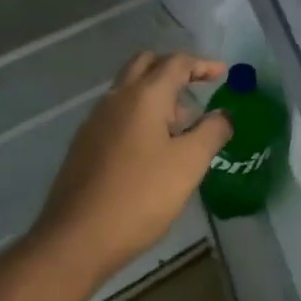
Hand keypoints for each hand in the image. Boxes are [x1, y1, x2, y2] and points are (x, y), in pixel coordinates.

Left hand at [29, 51, 233, 286]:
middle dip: (174, 69)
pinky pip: (118, 113)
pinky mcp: (85, 144)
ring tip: (183, 124)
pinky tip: (154, 146)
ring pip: (129, 89)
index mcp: (143, 96)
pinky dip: (141, 114)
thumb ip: (212, 132)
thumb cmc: (140, 196)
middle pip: (146, 64)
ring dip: (157, 93)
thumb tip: (224, 114)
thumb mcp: (189, 164)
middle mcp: (115, 98)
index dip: (203, 64)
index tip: (223, 73)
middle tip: (198, 87)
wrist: (77, 238)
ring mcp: (95, 121)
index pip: (176, 63)